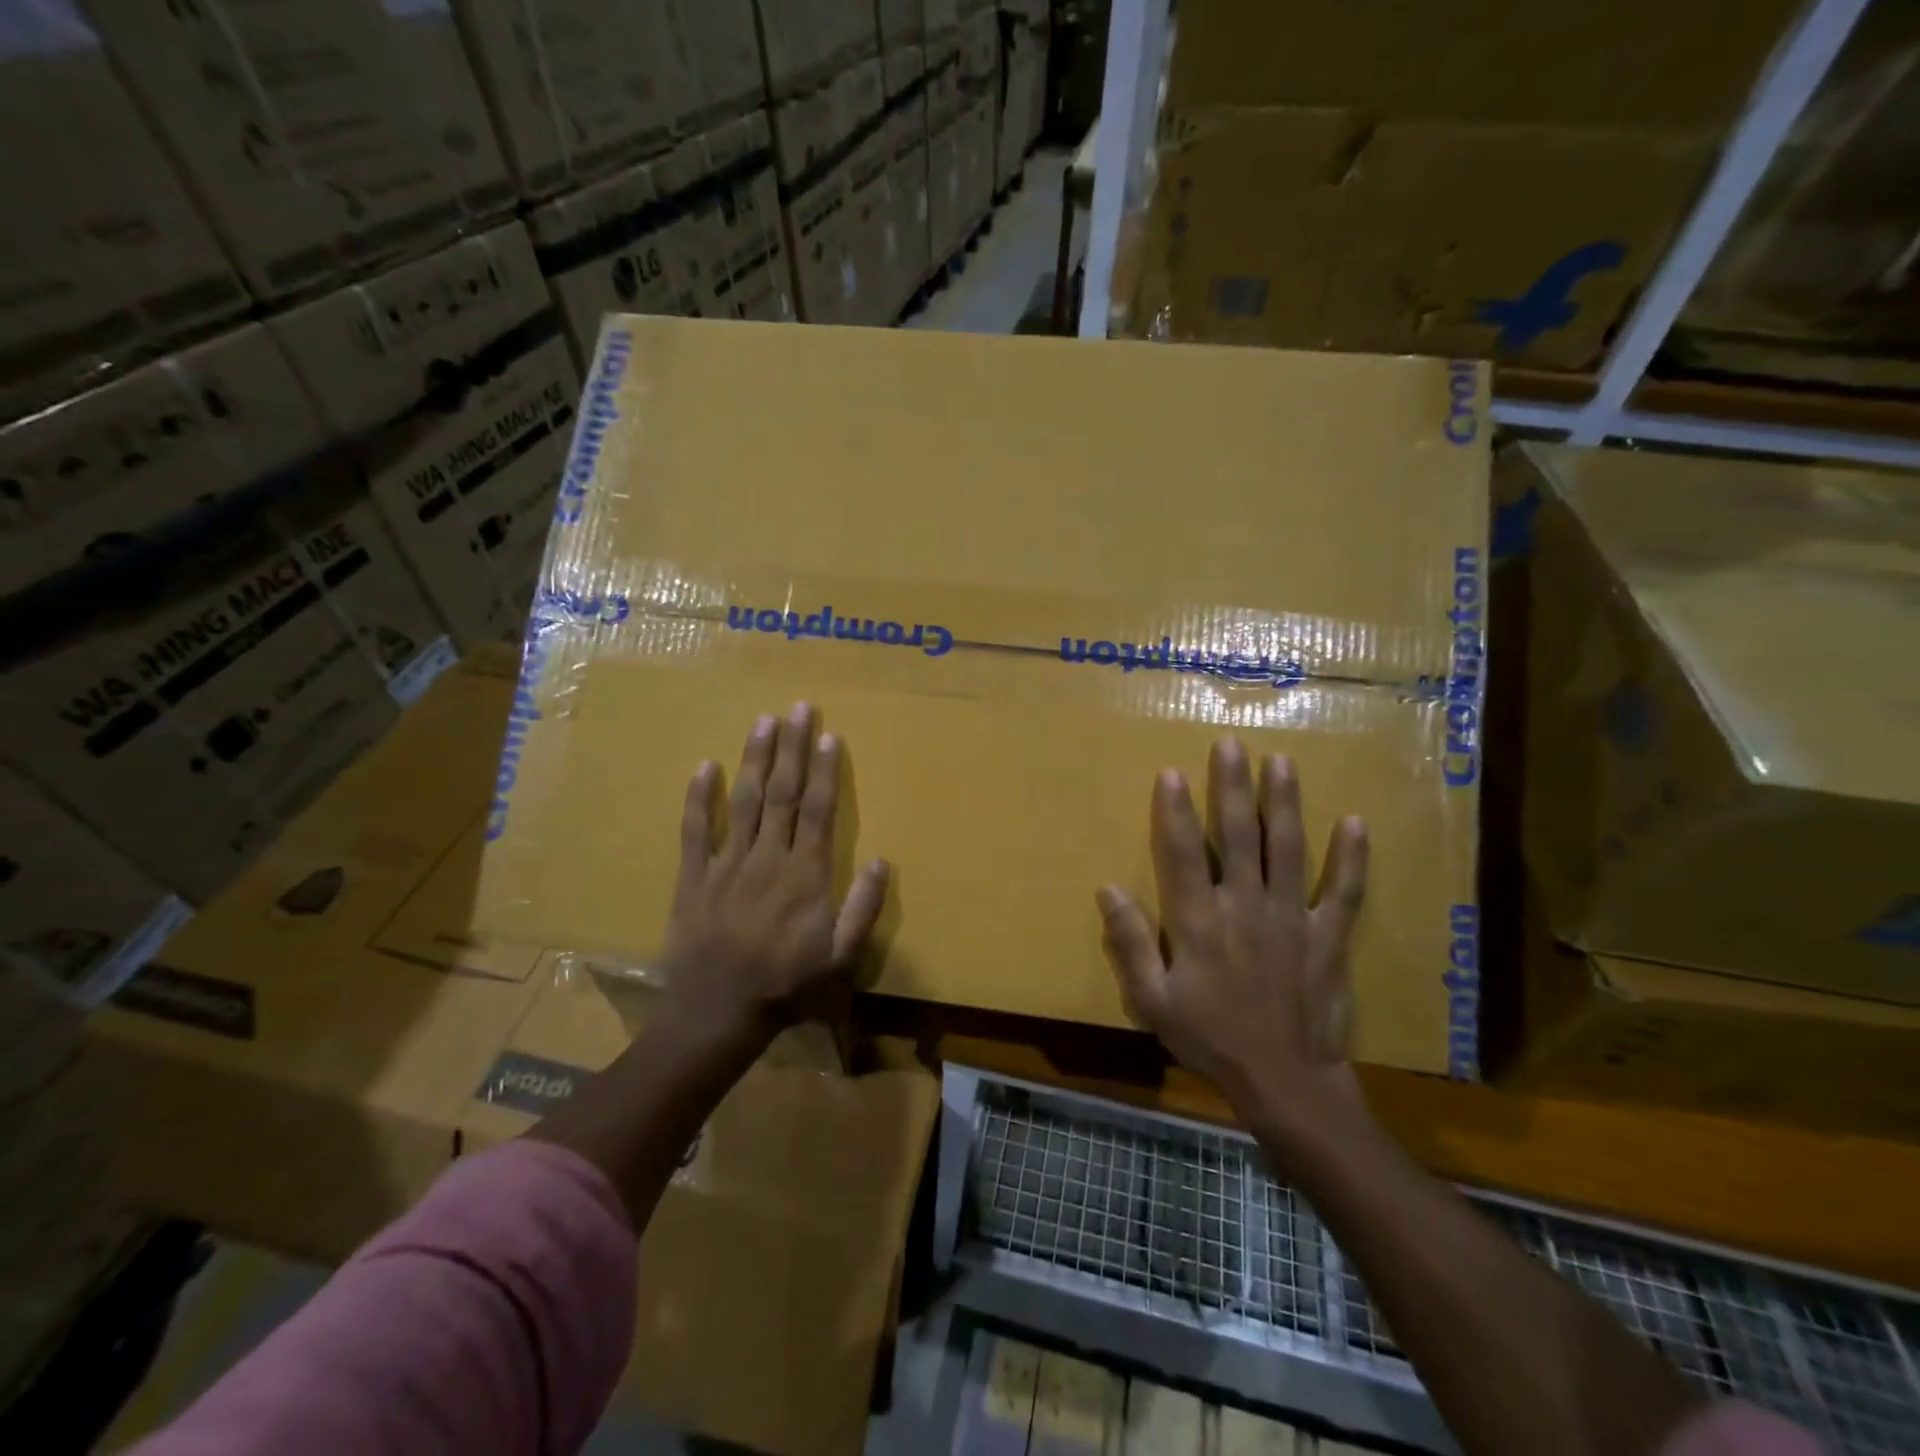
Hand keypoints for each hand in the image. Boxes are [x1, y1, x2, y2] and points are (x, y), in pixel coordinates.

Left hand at [661, 702, 888, 1048]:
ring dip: (754, 759)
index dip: (824, 770)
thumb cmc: (787, 986)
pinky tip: (704, 766)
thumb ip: (863, 908)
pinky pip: (695, 831)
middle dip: (792, 749)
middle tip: (797, 708)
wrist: (717, 1014)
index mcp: (805, 875)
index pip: (817, 810)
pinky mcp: (694, 878)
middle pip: (782, 794)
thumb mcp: (841, 958)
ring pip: (743, 801)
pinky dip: (699, 798)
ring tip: (763, 721)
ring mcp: (727, 865)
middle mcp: (768, 859)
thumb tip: (882, 860)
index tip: (828, 735)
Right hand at [1096, 739, 1370, 1133]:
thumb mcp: (1152, 1001)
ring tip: (1282, 763)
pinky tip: (1355, 822)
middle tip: (1232, 744)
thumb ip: (1130, 944)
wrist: (1285, 1083)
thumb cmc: (1211, 1039)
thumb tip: (1108, 889)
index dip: (1175, 811)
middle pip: (1239, 836)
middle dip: (1233, 787)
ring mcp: (1292, 918)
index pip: (1183, 853)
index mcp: (1199, 921)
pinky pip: (1342, 892)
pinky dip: (1350, 858)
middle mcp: (1245, 907)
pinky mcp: (1328, 937)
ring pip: (1289, 849)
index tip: (1172, 772)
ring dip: (1285, 803)